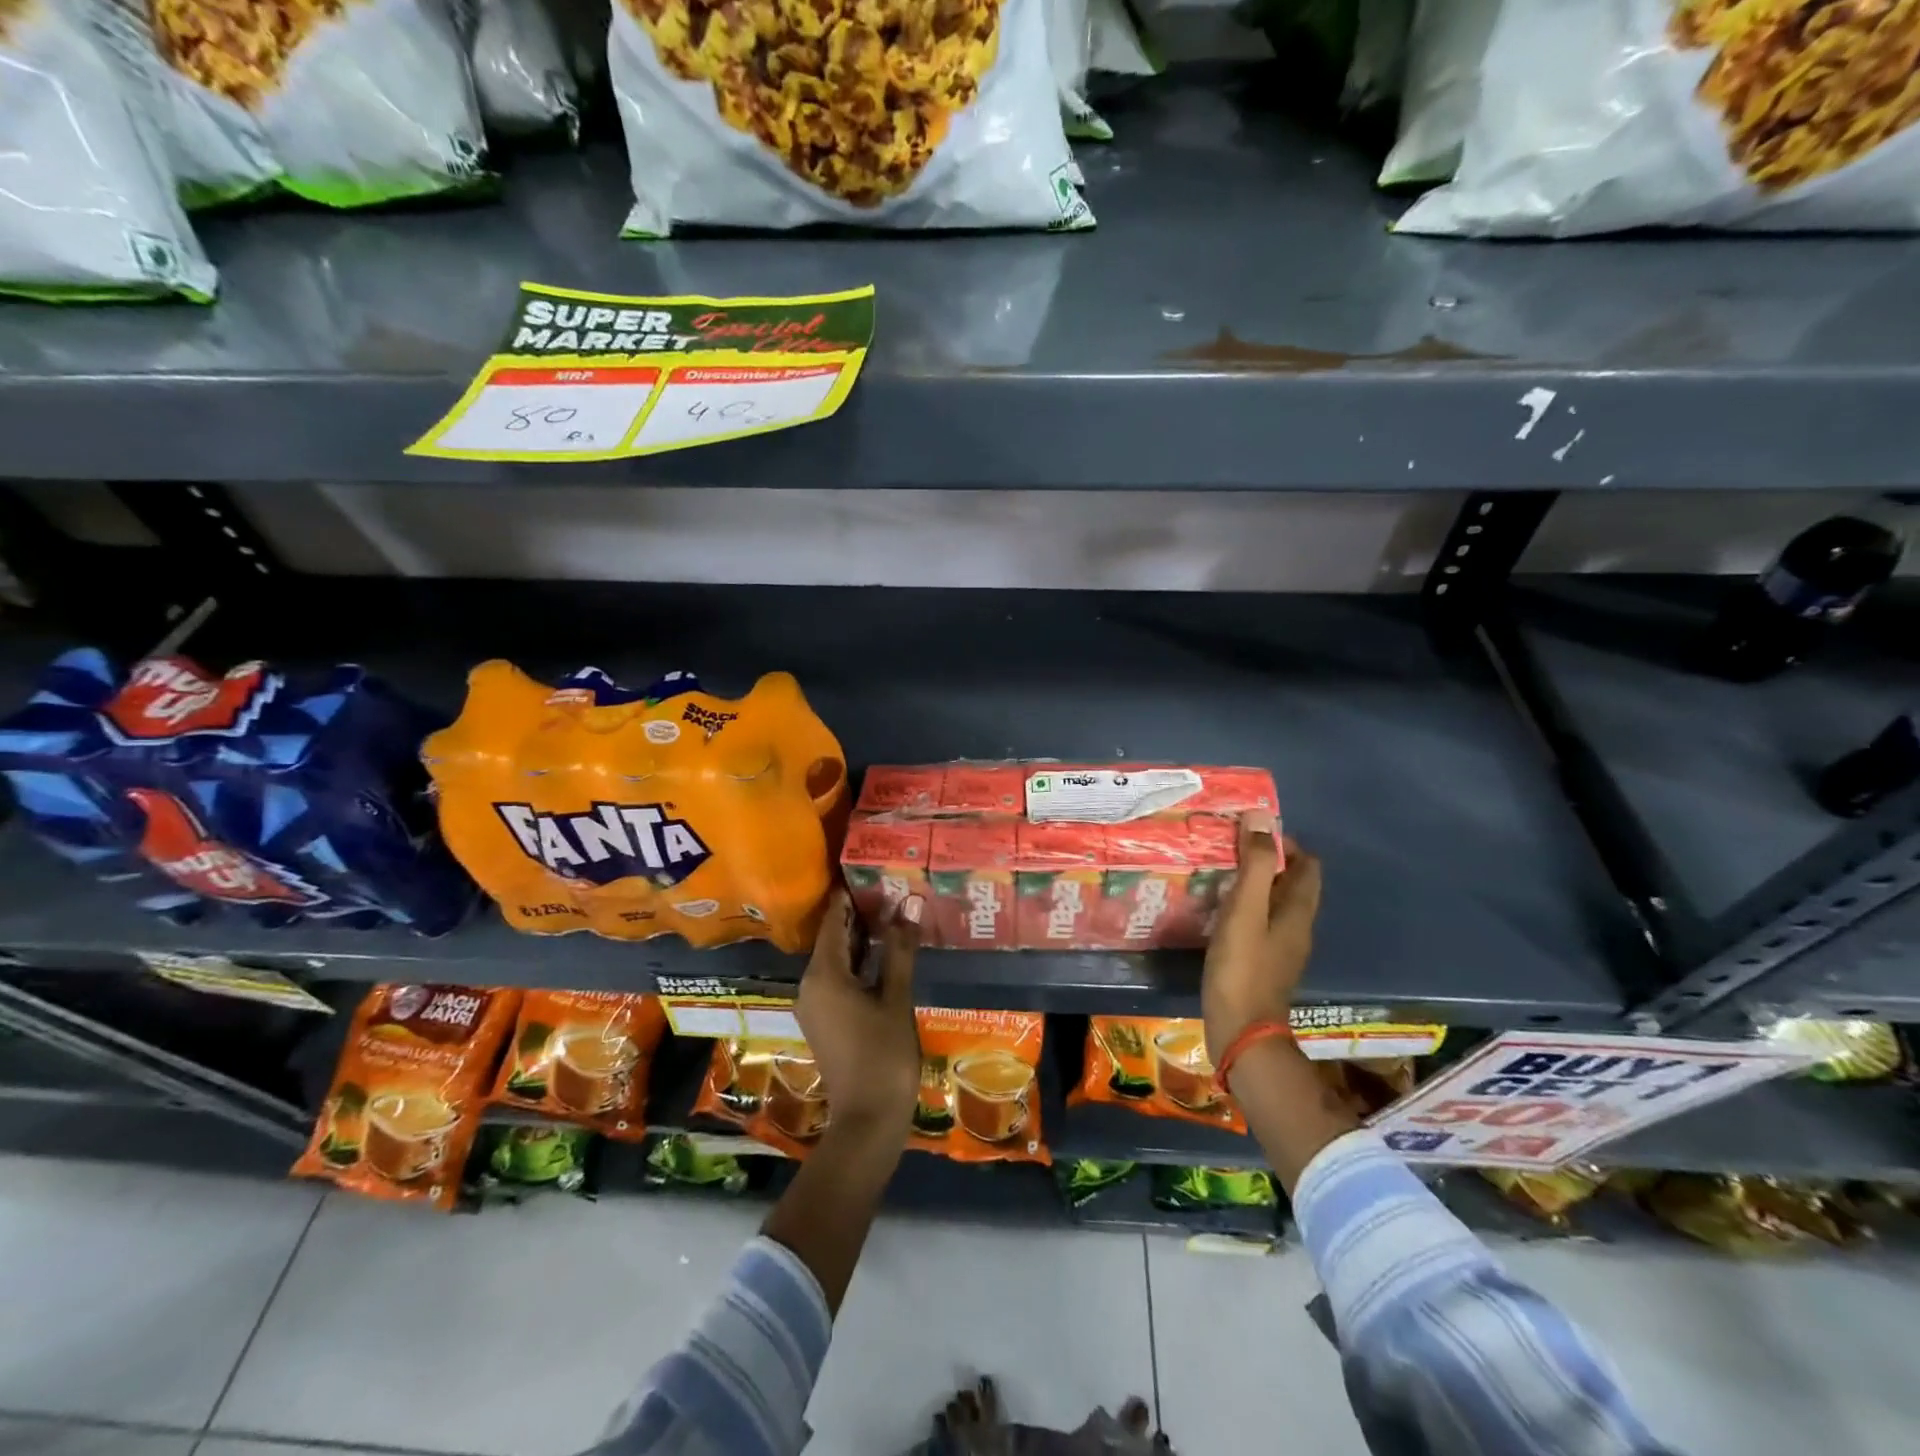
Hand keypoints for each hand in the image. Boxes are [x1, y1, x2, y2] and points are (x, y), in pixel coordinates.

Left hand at [795, 887, 922, 1139]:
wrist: (867, 1120)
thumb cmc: (883, 1055)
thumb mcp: (896, 998)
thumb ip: (899, 951)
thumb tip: (908, 907)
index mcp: (823, 975)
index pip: (833, 922)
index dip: (849, 897)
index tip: (868, 872)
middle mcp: (810, 985)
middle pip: (832, 939)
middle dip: (859, 916)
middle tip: (888, 890)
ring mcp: (814, 1004)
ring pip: (835, 960)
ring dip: (859, 940)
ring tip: (890, 914)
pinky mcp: (823, 1019)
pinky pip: (835, 979)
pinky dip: (856, 963)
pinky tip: (881, 954)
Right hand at [1201, 812, 1321, 1064]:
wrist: (1242, 1032)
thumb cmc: (1243, 967)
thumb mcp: (1245, 910)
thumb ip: (1255, 864)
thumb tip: (1261, 817)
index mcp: (1298, 910)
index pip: (1306, 864)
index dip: (1283, 842)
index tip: (1248, 832)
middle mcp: (1297, 926)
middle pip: (1291, 882)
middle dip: (1266, 860)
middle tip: (1229, 847)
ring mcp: (1282, 947)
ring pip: (1275, 902)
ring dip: (1254, 883)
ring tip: (1220, 872)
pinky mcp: (1264, 962)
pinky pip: (1260, 921)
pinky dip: (1245, 907)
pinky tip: (1218, 909)